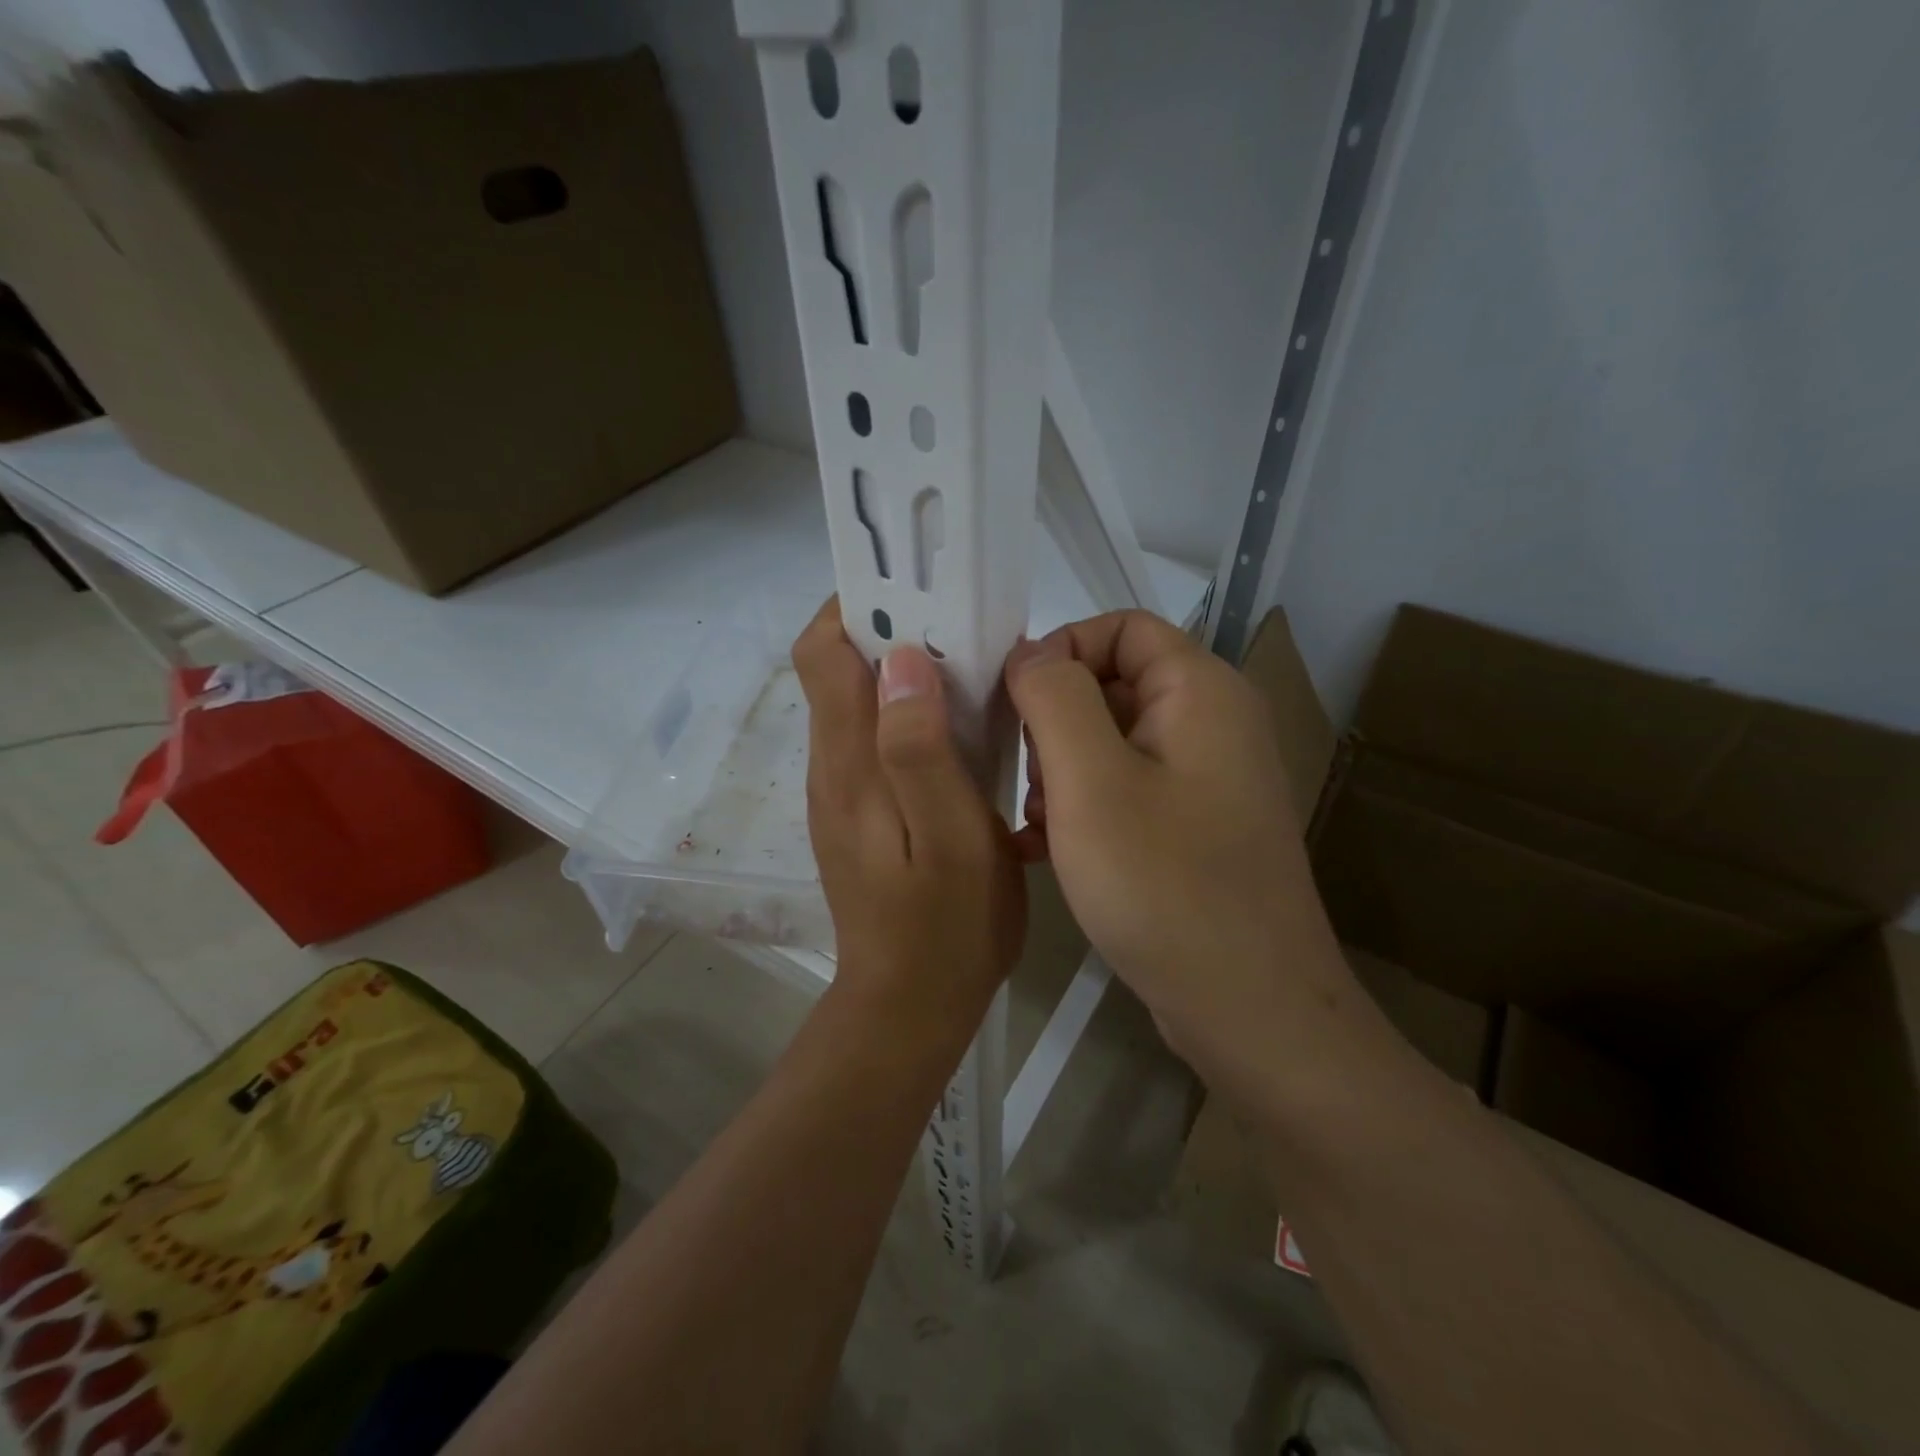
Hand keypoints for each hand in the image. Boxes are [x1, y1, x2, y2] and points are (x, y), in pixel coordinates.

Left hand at [795, 599, 1025, 1039]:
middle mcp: (833, 766)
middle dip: (890, 630)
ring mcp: (844, 791)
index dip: (858, 606)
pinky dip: (912, 713)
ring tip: (972, 668)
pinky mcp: (862, 811)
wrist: (909, 1006)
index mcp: (849, 763)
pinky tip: (962, 728)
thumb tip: (902, 660)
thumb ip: (921, 750)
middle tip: (963, 625)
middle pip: (840, 669)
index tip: (918, 589)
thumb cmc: (945, 928)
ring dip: (907, 671)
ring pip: (862, 701)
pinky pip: (878, 737)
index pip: (823, 653)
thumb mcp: (951, 839)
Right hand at [1004, 613, 1354, 1089]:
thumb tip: (1031, 653)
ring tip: (1035, 824)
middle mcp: (1212, 723)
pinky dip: (1083, 807)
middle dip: (1054, 722)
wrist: (1250, 1010)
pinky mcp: (1195, 828)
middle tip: (1023, 779)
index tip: (1010, 703)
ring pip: (1112, 742)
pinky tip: (1044, 850)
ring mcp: (1206, 780)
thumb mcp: (1090, 780)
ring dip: (1061, 772)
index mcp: (1200, 691)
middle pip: (1114, 684)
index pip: (1120, 627)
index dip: (1060, 650)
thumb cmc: (1165, 884)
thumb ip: (1054, 697)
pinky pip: (1126, 791)